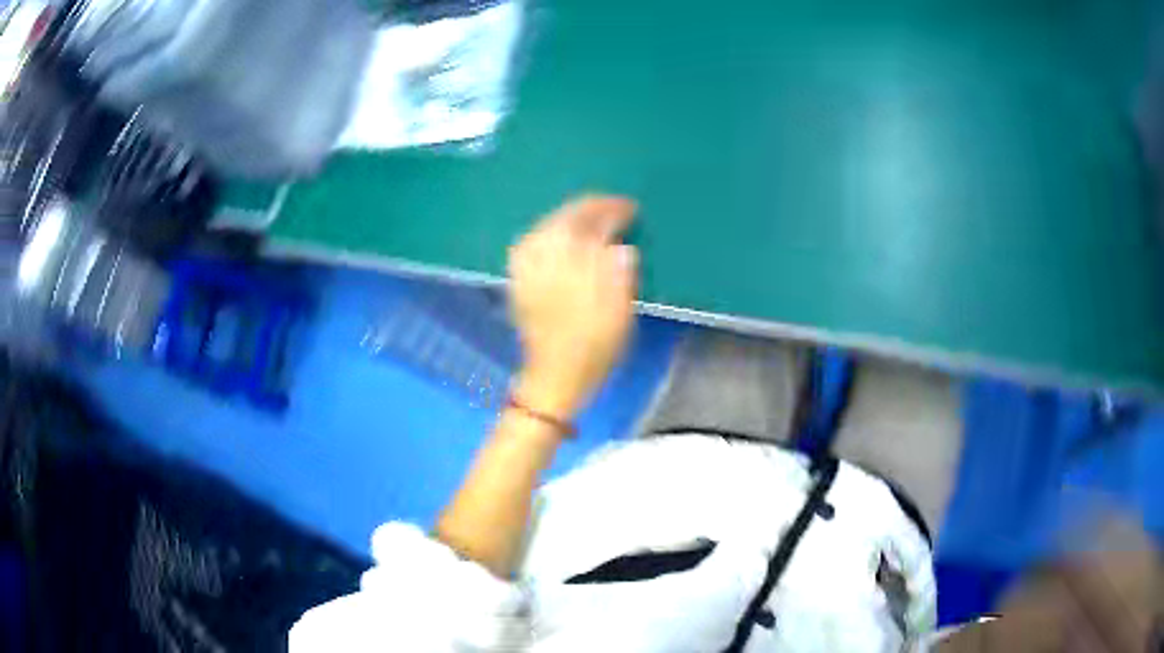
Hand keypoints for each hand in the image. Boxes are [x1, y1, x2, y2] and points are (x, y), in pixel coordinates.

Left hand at [508, 195, 638, 417]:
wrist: (555, 375)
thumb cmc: (594, 346)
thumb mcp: (619, 312)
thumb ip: (620, 274)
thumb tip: (622, 249)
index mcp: (571, 260)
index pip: (592, 220)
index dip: (613, 210)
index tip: (631, 209)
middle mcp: (544, 255)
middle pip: (566, 218)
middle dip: (591, 209)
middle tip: (614, 209)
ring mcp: (526, 266)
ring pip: (547, 226)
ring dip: (570, 217)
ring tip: (591, 218)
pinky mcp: (518, 278)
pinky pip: (532, 242)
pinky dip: (549, 232)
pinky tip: (559, 236)